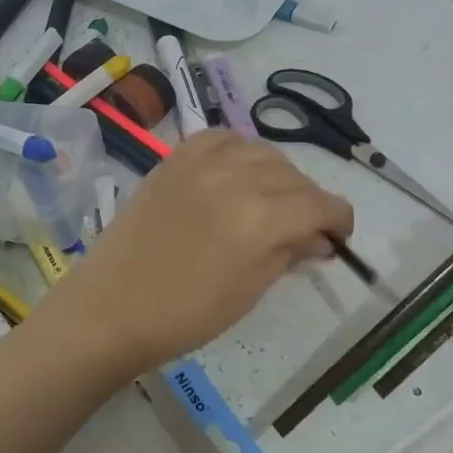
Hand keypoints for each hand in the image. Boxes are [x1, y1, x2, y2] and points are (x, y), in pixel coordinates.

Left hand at [43, 131, 353, 376]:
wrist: (113, 306)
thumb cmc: (185, 314)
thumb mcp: (250, 291)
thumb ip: (289, 254)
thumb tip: (320, 239)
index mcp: (262, 219)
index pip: (321, 205)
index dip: (339, 221)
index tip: (338, 238)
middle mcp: (237, 178)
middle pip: (295, 177)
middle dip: (310, 201)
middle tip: (304, 228)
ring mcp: (202, 163)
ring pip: (262, 151)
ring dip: (278, 174)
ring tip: (271, 200)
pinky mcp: (175, 159)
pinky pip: (220, 138)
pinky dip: (238, 151)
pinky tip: (236, 172)